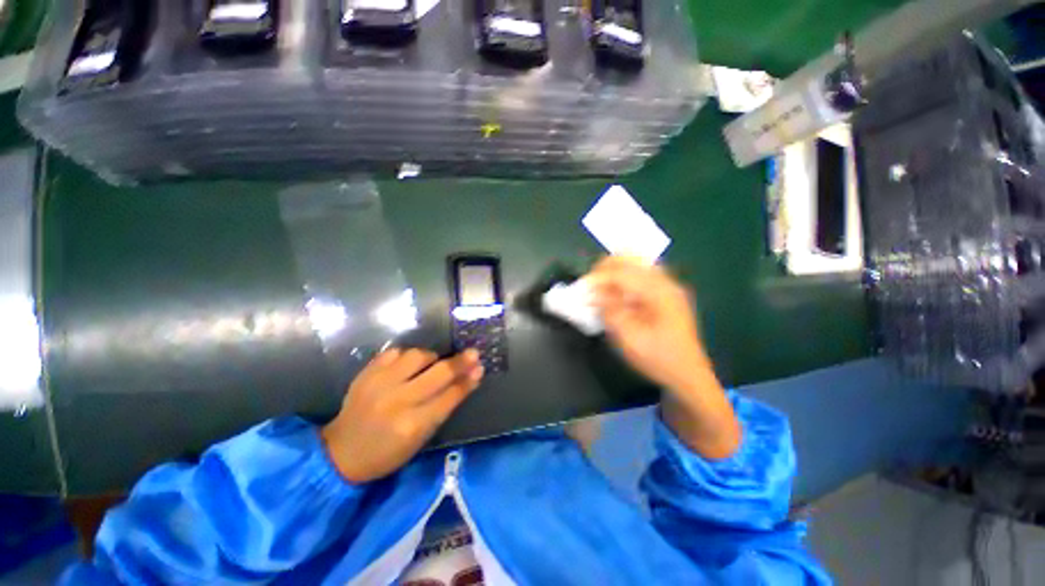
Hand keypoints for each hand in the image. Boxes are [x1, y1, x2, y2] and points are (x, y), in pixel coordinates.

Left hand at [321, 349, 483, 483]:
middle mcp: (398, 401)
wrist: (341, 452)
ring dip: (431, 358)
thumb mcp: (420, 438)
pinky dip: (406, 356)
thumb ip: (444, 406)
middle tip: (473, 353)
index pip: (450, 396)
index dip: (468, 380)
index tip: (480, 367)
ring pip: (417, 356)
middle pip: (438, 373)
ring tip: (432, 363)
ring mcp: (380, 384)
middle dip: (460, 361)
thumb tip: (467, 381)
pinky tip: (408, 364)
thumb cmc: (387, 452)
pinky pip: (395, 352)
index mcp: (413, 424)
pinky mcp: (366, 373)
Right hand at [587, 256, 708, 394]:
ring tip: (600, 288)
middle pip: (631, 258)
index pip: (622, 273)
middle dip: (605, 268)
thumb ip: (610, 312)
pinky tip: (616, 294)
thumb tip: (593, 293)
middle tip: (590, 286)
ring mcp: (668, 286)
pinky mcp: (665, 293)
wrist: (688, 375)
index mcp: (659, 293)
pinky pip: (640, 274)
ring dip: (614, 272)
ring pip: (635, 263)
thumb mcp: (630, 339)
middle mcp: (666, 282)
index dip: (599, 278)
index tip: (582, 288)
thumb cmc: (658, 358)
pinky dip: (623, 278)